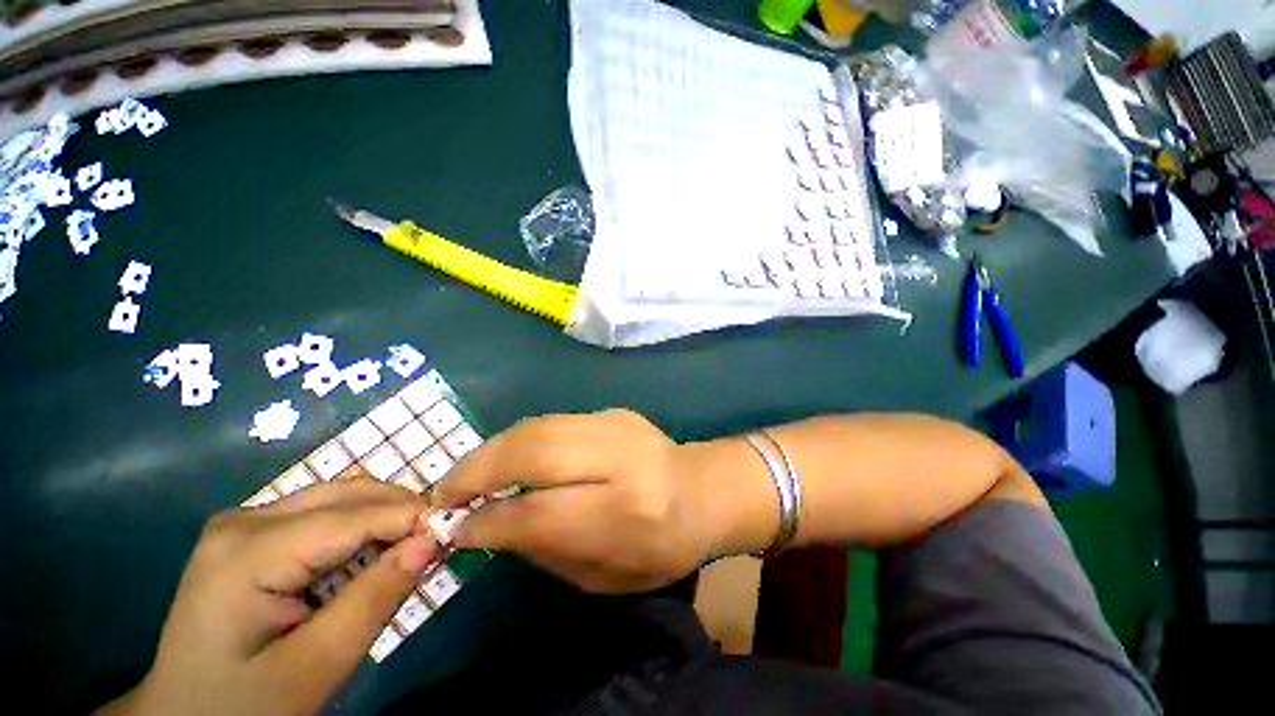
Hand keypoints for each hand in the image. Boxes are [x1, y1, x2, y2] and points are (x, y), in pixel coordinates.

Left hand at [102, 477, 439, 715]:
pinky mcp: (250, 532)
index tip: (453, 529)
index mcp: (248, 553)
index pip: (350, 517)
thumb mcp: (317, 665)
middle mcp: (244, 519)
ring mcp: (243, 521)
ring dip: (383, 516)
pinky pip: (322, 512)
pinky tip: (371, 552)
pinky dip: (360, 525)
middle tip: (436, 538)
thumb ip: (375, 598)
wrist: (185, 714)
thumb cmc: (247, 703)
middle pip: (346, 494)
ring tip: (410, 545)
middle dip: (400, 511)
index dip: (409, 518)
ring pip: (339, 496)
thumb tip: (430, 541)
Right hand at [432, 410, 715, 593]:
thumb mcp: (606, 574)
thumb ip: (546, 549)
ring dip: (491, 450)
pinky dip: (517, 439)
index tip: (453, 530)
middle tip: (444, 494)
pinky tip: (502, 457)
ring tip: (464, 475)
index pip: (541, 513)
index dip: (489, 522)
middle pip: (537, 453)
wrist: (701, 489)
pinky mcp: (613, 411)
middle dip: (478, 472)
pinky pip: (552, 421)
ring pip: (539, 427)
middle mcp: (624, 459)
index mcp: (628, 512)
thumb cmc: (661, 546)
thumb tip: (487, 525)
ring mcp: (619, 425)